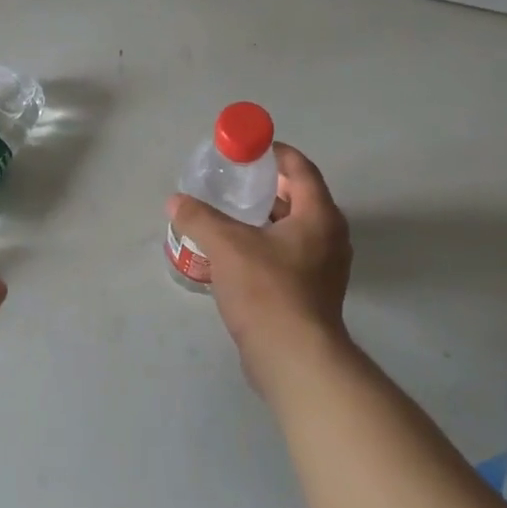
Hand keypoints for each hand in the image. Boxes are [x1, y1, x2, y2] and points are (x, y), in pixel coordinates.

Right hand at [166, 143, 353, 396]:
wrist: (293, 358)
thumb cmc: (266, 291)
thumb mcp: (226, 246)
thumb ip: (199, 218)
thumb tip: (175, 201)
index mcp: (319, 216)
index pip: (301, 169)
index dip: (275, 153)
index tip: (248, 149)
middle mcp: (331, 237)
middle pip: (301, 197)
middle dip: (268, 186)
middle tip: (234, 181)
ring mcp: (326, 267)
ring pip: (296, 228)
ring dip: (267, 217)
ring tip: (231, 214)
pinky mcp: (315, 293)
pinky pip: (292, 254)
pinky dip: (269, 244)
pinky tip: (239, 253)